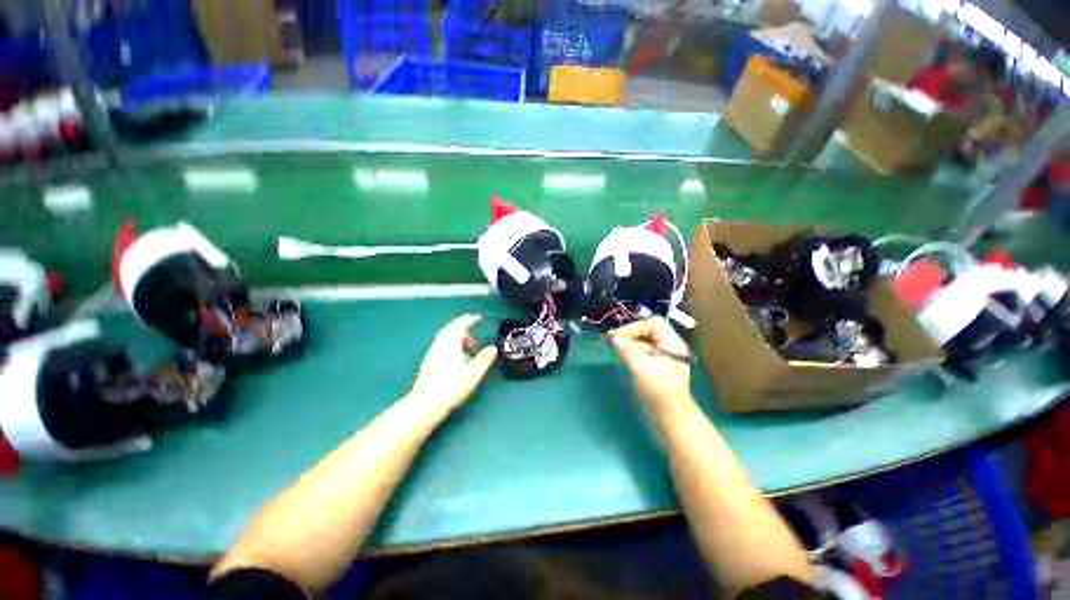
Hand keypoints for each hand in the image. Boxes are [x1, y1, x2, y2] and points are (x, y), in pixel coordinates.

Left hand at [410, 315, 497, 413]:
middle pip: (451, 328)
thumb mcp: (473, 373)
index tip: (479, 317)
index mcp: (449, 343)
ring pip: (445, 336)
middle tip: (475, 330)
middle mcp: (439, 344)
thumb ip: (484, 359)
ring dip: (458, 336)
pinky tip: (458, 357)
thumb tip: (493, 348)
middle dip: (463, 326)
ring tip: (469, 346)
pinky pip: (442, 344)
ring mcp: (432, 352)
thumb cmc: (451, 388)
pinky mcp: (429, 361)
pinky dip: (452, 343)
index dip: (470, 319)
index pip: (460, 324)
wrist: (425, 405)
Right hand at [610, 317, 691, 411]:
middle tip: (614, 340)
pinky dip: (634, 349)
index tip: (619, 337)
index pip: (654, 323)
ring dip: (631, 341)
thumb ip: (629, 350)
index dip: (635, 327)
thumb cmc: (659, 391)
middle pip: (650, 330)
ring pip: (647, 340)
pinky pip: (646, 350)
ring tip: (617, 346)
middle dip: (631, 333)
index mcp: (672, 344)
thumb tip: (616, 338)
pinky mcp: (660, 365)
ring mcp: (666, 356)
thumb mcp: (642, 369)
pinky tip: (625, 355)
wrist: (672, 417)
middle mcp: (671, 346)